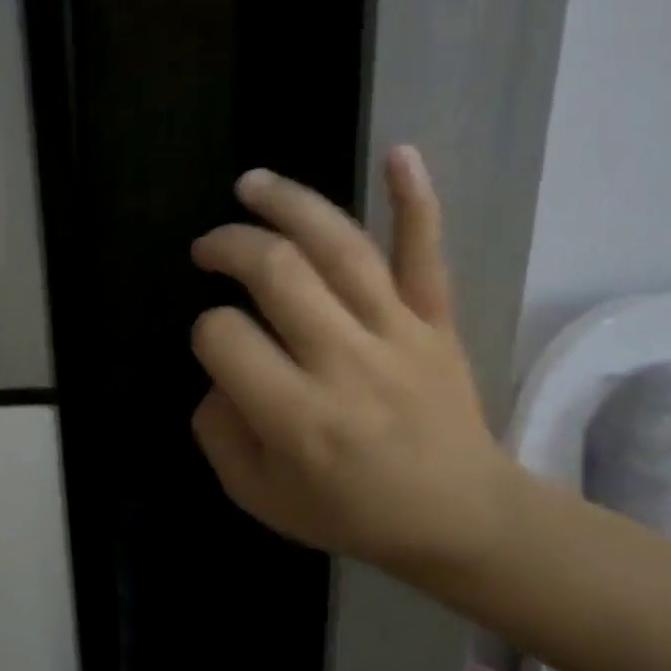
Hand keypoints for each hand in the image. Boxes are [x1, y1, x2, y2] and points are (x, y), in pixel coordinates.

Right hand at [188, 147, 512, 580]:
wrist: (464, 519)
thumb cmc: (353, 512)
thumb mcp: (260, 497)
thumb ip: (219, 434)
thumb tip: (216, 373)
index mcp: (297, 416)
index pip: (225, 338)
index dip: (206, 331)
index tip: (217, 344)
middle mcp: (344, 362)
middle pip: (276, 273)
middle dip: (229, 247)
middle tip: (208, 248)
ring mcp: (398, 334)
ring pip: (340, 249)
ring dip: (289, 205)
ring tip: (250, 184)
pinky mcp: (437, 321)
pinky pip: (427, 255)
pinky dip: (416, 200)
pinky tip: (398, 151)